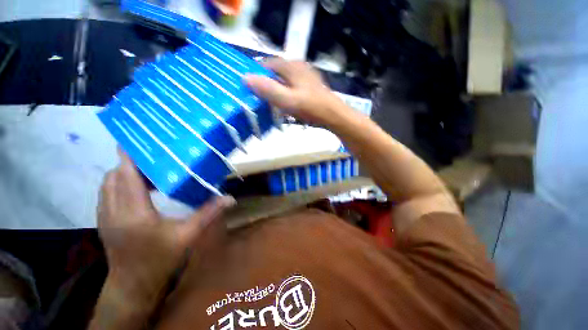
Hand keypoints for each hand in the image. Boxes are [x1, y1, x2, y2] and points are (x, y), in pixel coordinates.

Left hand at [97, 149, 234, 304]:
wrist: (133, 286)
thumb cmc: (160, 261)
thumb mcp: (188, 236)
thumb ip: (208, 213)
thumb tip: (230, 198)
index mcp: (135, 213)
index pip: (126, 177)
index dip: (129, 158)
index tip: (138, 142)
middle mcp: (114, 211)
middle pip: (114, 176)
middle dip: (131, 164)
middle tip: (155, 161)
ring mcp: (105, 216)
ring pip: (107, 184)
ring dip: (124, 174)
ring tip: (149, 174)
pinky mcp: (104, 221)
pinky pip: (107, 194)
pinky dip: (119, 185)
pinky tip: (138, 190)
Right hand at [244, 59, 349, 125]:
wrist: (334, 116)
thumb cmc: (311, 108)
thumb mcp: (287, 100)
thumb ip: (268, 89)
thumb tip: (245, 78)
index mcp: (292, 66)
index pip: (267, 64)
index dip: (256, 73)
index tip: (248, 86)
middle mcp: (299, 67)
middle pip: (276, 72)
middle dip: (266, 83)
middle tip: (259, 97)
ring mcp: (306, 76)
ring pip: (284, 80)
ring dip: (276, 89)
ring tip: (271, 102)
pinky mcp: (311, 86)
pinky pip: (293, 87)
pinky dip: (286, 94)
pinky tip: (286, 105)